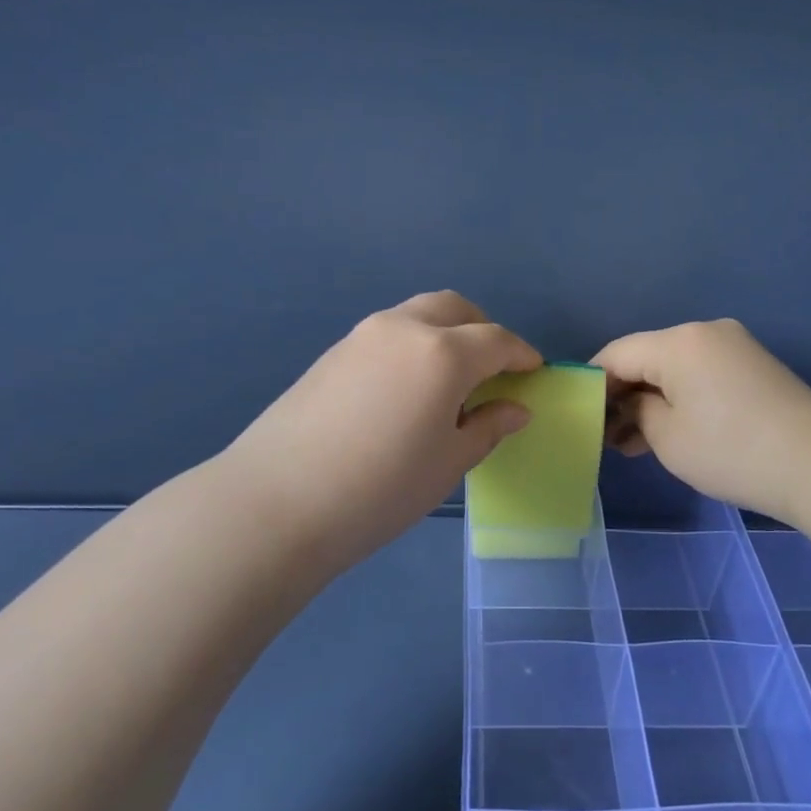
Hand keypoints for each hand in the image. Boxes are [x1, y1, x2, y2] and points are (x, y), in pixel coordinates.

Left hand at [222, 291, 541, 573]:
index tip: (533, 372)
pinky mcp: (332, 352)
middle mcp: (404, 328)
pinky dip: (412, 345)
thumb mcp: (448, 463)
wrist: (277, 501)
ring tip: (449, 380)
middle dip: (482, 330)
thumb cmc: (381, 488)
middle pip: (455, 309)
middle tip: (493, 369)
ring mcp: (362, 336)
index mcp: (443, 353)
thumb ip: (487, 427)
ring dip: (445, 333)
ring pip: (417, 315)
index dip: (521, 355)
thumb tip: (515, 409)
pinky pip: (387, 334)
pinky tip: (405, 389)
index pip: (496, 341)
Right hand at [595, 318, 810, 521]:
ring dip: (651, 400)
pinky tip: (666, 431)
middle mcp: (704, 332)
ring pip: (674, 368)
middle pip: (646, 357)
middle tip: (606, 437)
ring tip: (632, 444)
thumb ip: (637, 410)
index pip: (616, 354)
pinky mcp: (752, 366)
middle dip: (623, 395)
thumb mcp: (666, 436)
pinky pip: (700, 374)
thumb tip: (634, 403)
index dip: (592, 383)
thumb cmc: (731, 450)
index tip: (579, 416)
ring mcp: (733, 346)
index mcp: (678, 341)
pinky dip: (680, 398)